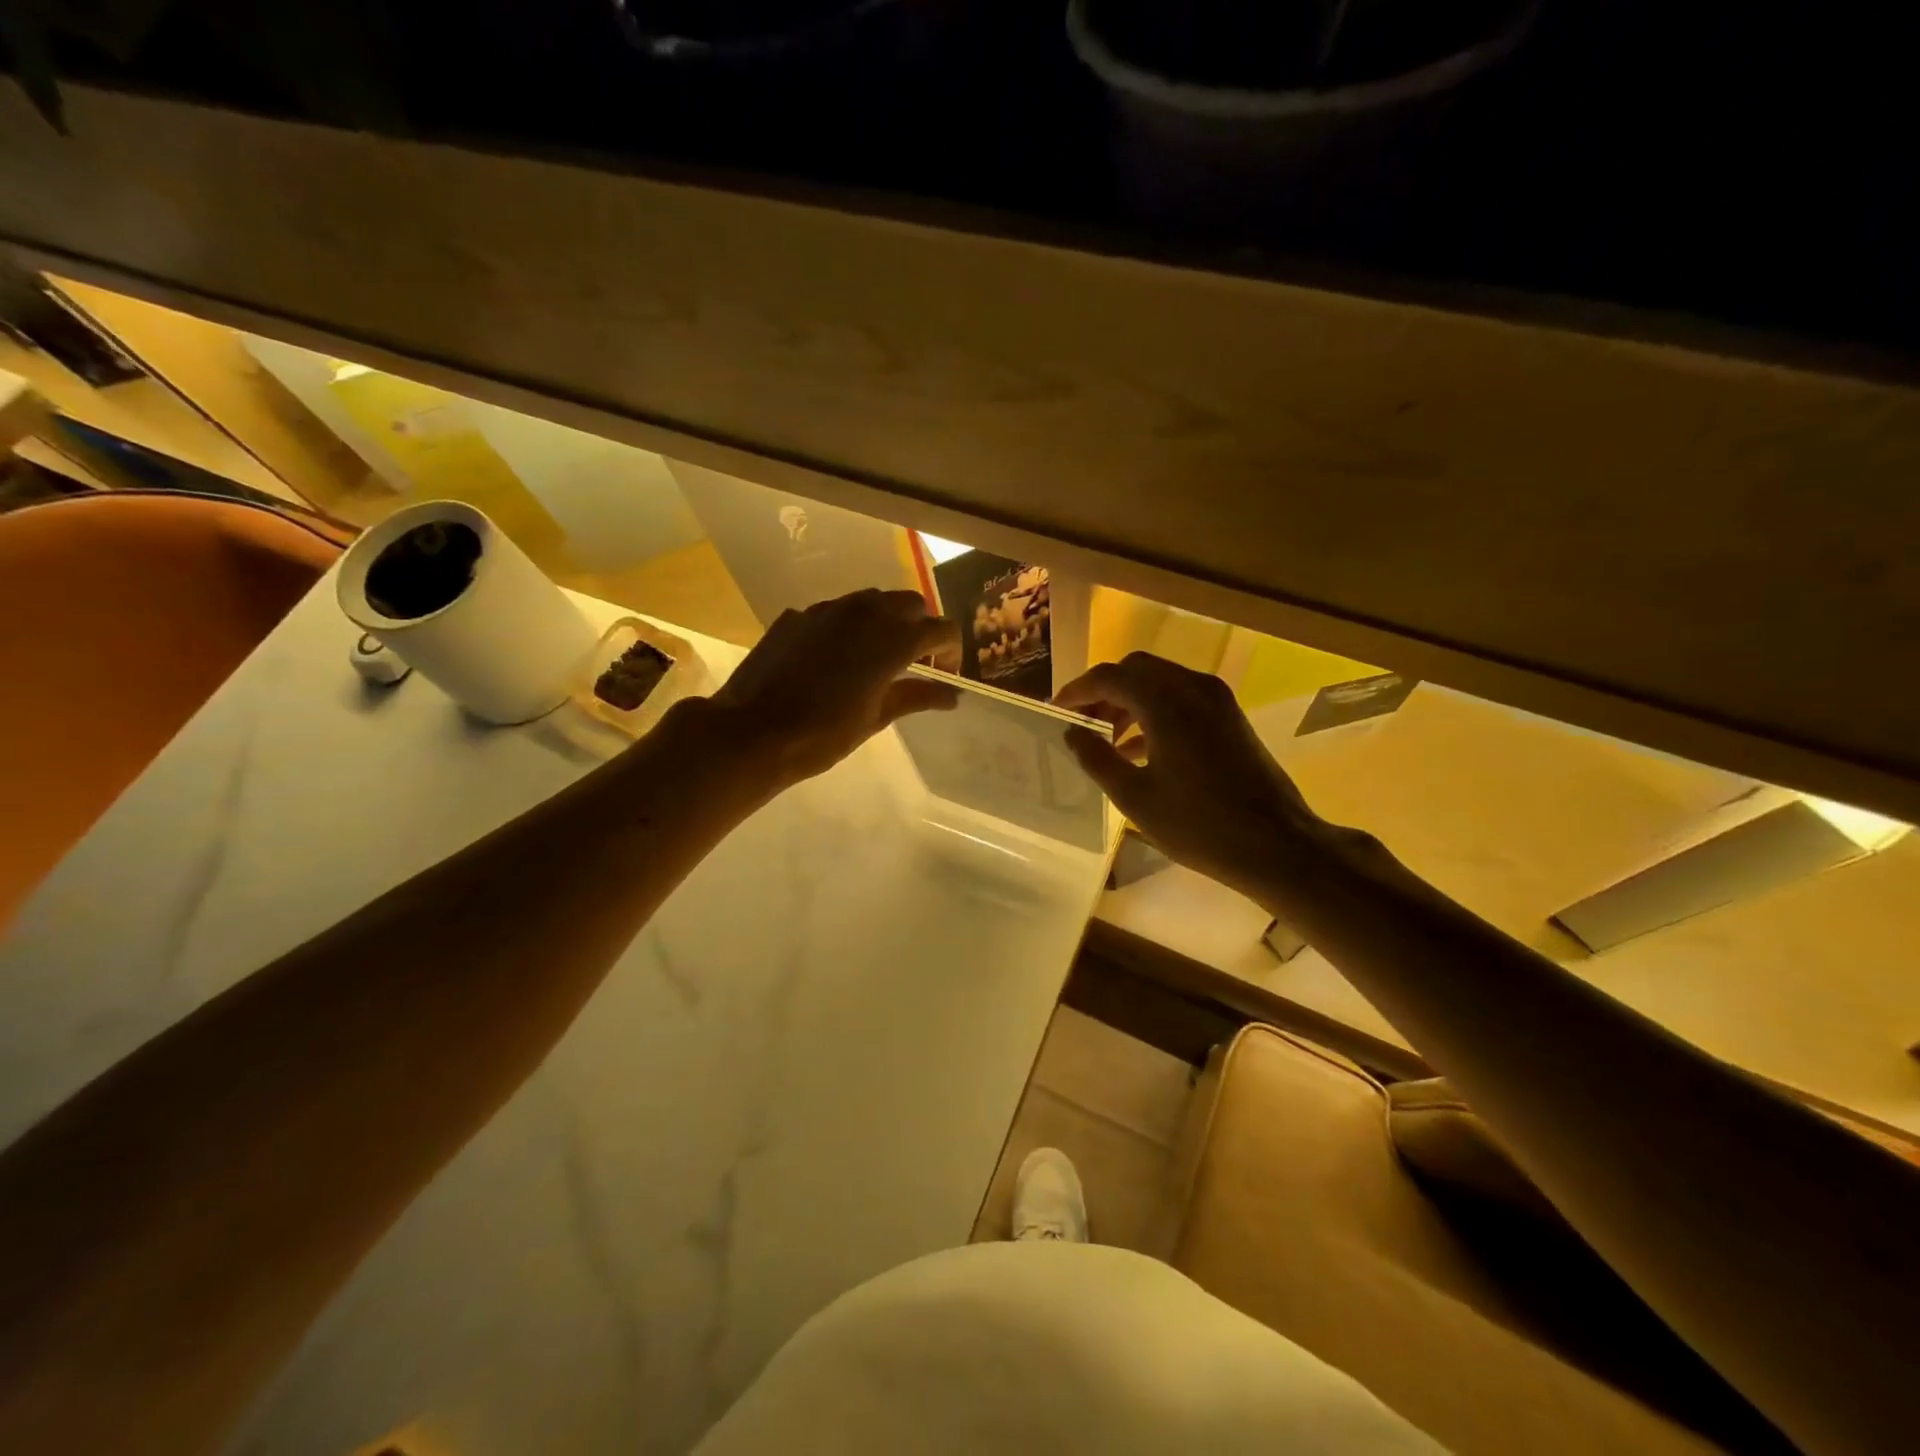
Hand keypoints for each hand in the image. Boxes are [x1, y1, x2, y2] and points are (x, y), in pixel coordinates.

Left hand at [708, 589, 959, 788]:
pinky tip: (834, 658)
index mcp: (891, 640)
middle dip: (919, 626)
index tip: (944, 671)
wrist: (752, 732)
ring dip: (884, 620)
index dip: (950, 648)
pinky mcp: (798, 616)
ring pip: (871, 600)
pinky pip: (835, 611)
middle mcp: (864, 613)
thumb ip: (916, 697)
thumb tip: (952, 695)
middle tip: (914, 660)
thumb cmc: (822, 735)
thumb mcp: (875, 719)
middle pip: (909, 603)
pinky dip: (848, 627)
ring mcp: (827, 610)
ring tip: (876, 655)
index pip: (940, 628)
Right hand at [1055, 653, 1328, 905]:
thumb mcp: (1136, 797)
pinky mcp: (1230, 717)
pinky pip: (1182, 698)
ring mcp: (1217, 701)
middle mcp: (1193, 689)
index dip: (1077, 690)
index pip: (1110, 677)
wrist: (1277, 845)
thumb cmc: (1199, 825)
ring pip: (1161, 681)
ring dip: (1129, 701)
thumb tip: (1072, 733)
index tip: (1056, 710)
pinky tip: (1138, 750)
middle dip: (1104, 690)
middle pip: (1136, 669)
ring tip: (1105, 739)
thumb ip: (1097, 758)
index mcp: (1166, 703)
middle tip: (1081, 721)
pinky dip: (1154, 711)